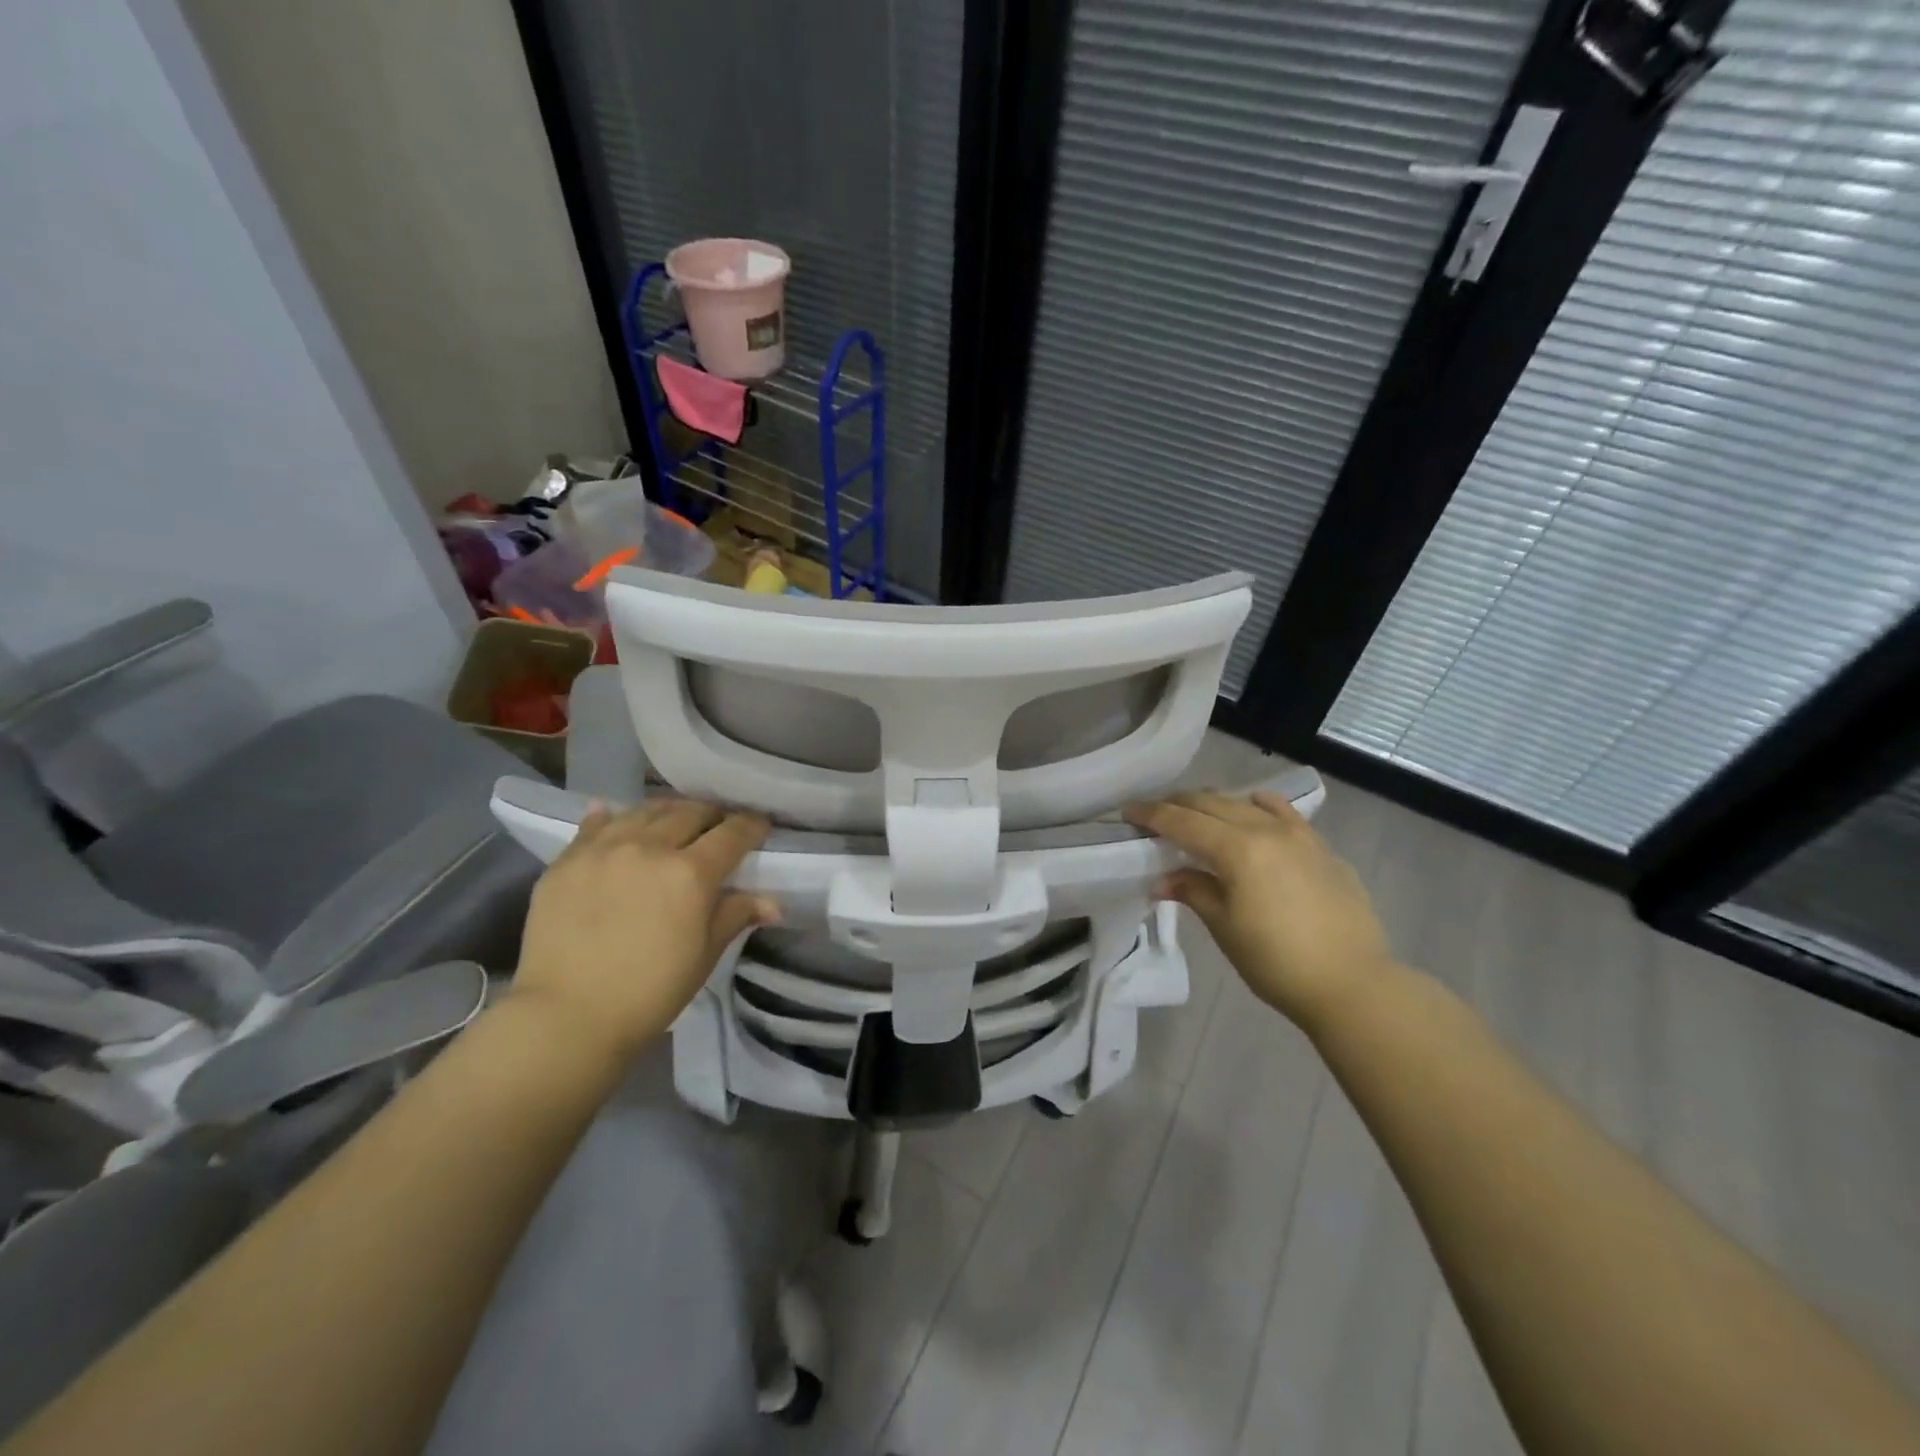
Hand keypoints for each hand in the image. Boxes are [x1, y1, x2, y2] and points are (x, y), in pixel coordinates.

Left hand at [510, 799, 775, 1060]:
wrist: (566, 1016)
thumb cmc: (649, 992)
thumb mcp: (703, 955)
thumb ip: (735, 916)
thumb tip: (772, 903)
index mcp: (691, 873)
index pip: (732, 834)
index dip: (751, 827)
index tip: (758, 828)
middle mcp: (650, 847)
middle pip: (690, 812)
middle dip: (711, 816)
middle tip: (716, 828)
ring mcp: (604, 849)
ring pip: (645, 811)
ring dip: (668, 812)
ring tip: (672, 822)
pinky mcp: (567, 859)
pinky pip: (596, 824)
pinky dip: (613, 818)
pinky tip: (615, 818)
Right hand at [1124, 790, 1393, 1031]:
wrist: (1353, 984)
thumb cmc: (1277, 962)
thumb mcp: (1225, 927)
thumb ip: (1194, 891)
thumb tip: (1164, 879)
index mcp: (1238, 849)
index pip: (1182, 821)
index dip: (1151, 815)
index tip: (1127, 812)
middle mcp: (1266, 830)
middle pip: (1211, 803)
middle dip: (1178, 804)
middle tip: (1154, 814)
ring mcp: (1299, 835)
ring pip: (1246, 803)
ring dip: (1215, 804)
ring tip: (1197, 814)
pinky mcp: (1321, 848)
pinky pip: (1283, 813)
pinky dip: (1258, 807)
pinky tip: (1253, 811)